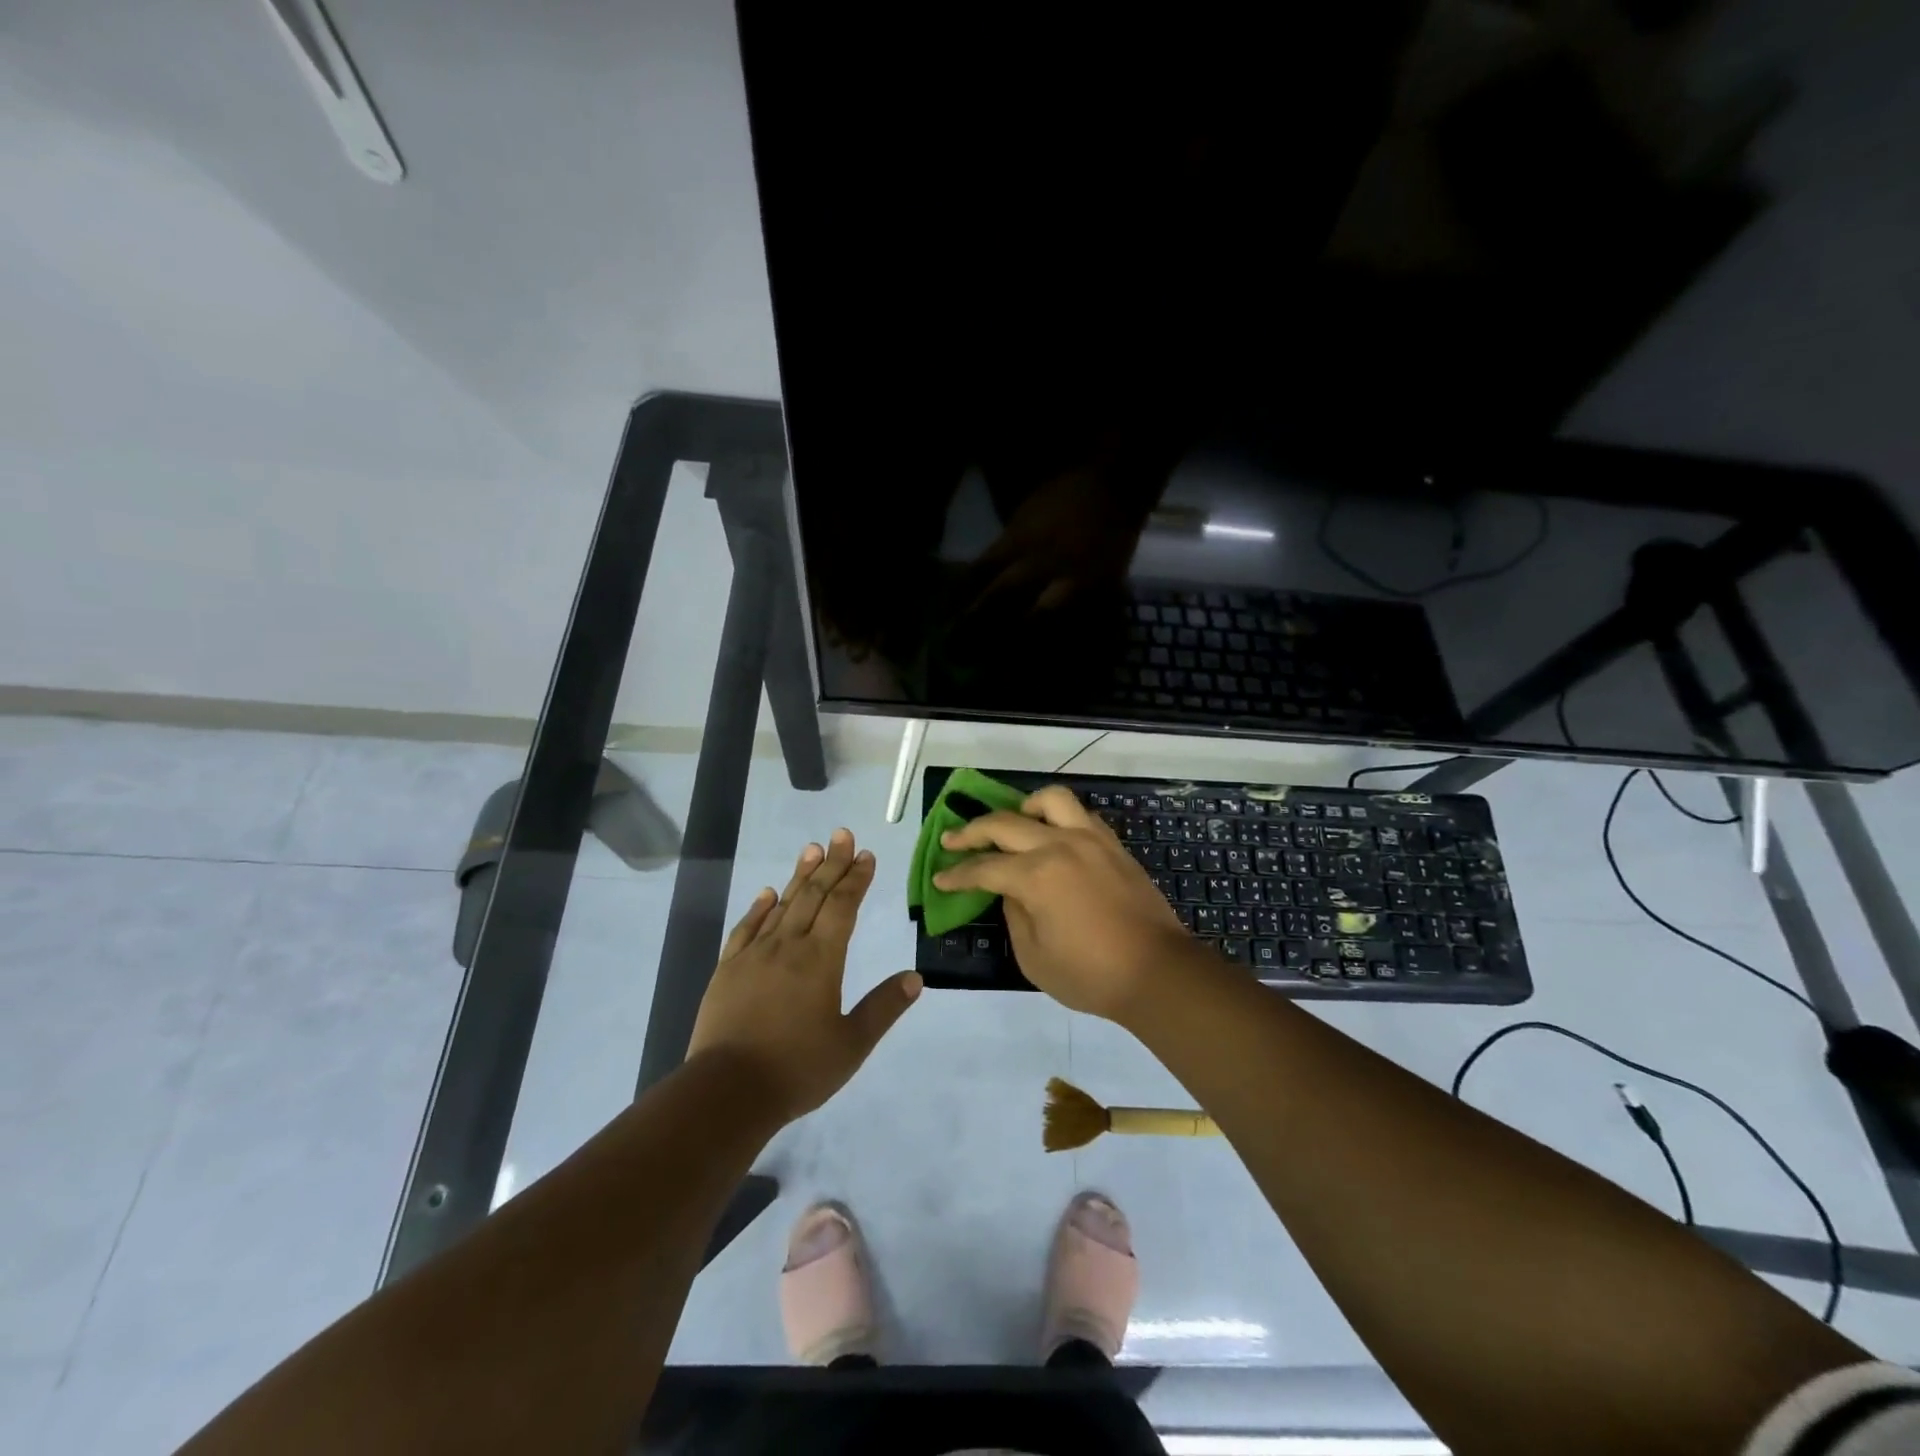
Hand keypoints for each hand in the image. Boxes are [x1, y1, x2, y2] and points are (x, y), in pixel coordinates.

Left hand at [688, 830, 921, 1123]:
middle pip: (813, 895)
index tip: (866, 855)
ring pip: (782, 905)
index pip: (842, 907)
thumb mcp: (852, 1045)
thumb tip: (916, 977)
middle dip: (831, 864)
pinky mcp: (728, 970)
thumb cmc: (797, 1069)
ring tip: (813, 849)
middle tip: (842, 835)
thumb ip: (883, 1008)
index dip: (856, 879)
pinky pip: (746, 928)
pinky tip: (767, 894)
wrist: (727, 1091)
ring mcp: (754, 955)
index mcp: (821, 960)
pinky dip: (759, 908)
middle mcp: (788, 946)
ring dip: (799, 875)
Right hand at [933, 786, 1194, 1021]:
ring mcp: (1090, 839)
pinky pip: (1079, 814)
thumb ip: (1014, 915)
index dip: (957, 874)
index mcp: (1036, 876)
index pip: (984, 868)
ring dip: (1021, 808)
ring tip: (1011, 823)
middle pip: (1005, 824)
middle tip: (952, 839)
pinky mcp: (1112, 844)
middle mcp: (1059, 845)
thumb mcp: (1034, 957)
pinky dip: (1058, 817)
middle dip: (971, 832)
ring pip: (1049, 800)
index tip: (940, 878)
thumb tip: (1010, 891)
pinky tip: (1051, 834)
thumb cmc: (1091, 974)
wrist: (1157, 972)